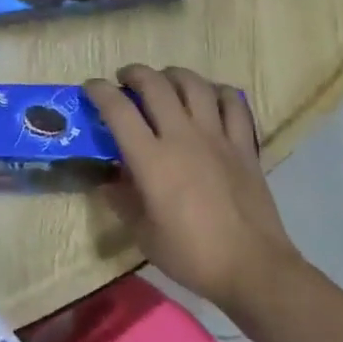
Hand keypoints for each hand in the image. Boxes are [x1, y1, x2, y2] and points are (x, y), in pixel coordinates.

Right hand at [84, 65, 302, 318]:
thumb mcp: (143, 233)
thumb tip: (108, 181)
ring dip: (174, 75)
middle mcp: (183, 137)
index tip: (90, 87)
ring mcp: (217, 138)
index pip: (118, 110)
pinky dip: (217, 91)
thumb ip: (122, 201)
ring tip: (164, 80)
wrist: (252, 267)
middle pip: (156, 86)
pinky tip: (209, 96)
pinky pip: (233, 104)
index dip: (99, 91)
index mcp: (152, 160)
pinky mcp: (244, 146)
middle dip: (135, 74)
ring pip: (195, 85)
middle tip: (125, 79)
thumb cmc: (191, 254)